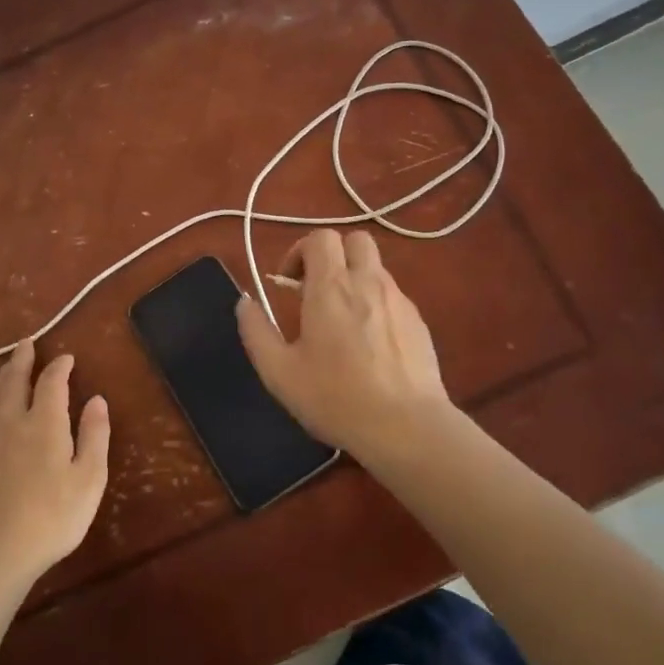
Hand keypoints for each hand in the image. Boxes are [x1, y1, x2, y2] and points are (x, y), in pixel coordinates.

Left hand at [0, 340, 109, 585]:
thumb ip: (94, 435)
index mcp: (44, 423)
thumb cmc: (53, 517)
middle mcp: (11, 422)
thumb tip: (97, 399)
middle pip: (14, 381)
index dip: (59, 366)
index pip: (51, 382)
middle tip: (26, 343)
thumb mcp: (90, 478)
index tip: (67, 358)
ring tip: (6, 368)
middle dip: (22, 359)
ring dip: (0, 378)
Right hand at [235, 230, 454, 459]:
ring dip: (355, 280)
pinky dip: (376, 305)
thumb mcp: (280, 372)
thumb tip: (245, 302)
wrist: (406, 427)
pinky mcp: (419, 322)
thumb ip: (256, 331)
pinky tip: (370, 345)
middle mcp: (368, 282)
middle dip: (334, 255)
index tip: (290, 284)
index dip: (300, 252)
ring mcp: (399, 300)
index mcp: (331, 286)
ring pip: (376, 268)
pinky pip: (393, 297)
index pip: (320, 237)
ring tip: (343, 322)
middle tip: (317, 290)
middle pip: (355, 240)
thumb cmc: (336, 398)